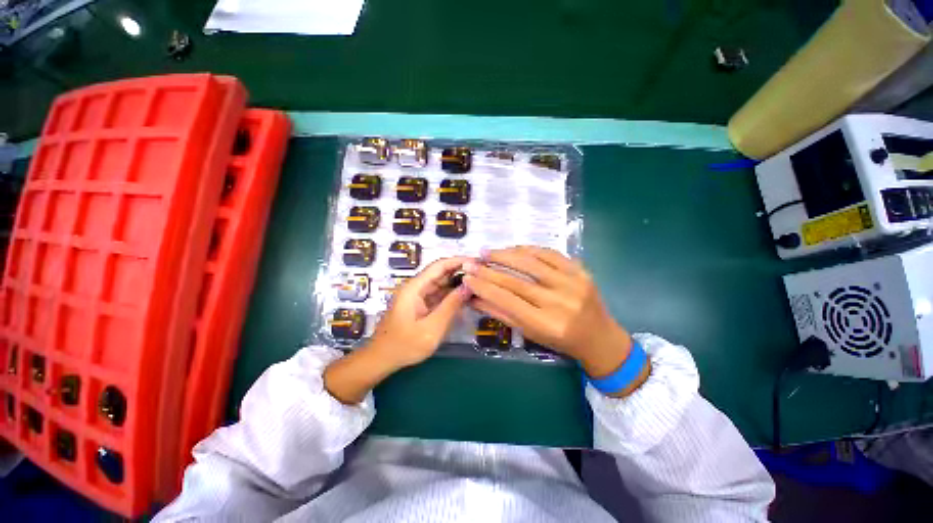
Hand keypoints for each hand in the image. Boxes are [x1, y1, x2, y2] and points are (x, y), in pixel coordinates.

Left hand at [325, 257, 471, 403]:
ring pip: (441, 284)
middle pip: (441, 273)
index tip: (477, 262)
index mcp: (414, 288)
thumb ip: (451, 305)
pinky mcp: (420, 305)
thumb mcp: (432, 328)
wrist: (382, 360)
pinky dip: (451, 295)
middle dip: (460, 271)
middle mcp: (416, 287)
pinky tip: (465, 297)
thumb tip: (469, 286)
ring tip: (478, 283)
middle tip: (482, 273)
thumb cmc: (404, 345)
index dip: (458, 261)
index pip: (439, 266)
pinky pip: (438, 295)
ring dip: (457, 283)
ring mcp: (418, 296)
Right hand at [462, 246, 640, 382]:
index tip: (466, 277)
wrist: (599, 337)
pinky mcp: (581, 271)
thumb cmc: (561, 341)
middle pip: (516, 281)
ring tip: (487, 251)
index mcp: (546, 324)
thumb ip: (501, 314)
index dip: (483, 287)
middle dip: (488, 270)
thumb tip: (474, 298)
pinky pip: (550, 254)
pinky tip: (513, 248)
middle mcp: (559, 302)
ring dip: (506, 255)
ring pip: (531, 263)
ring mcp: (572, 283)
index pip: (506, 300)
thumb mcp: (530, 333)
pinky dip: (529, 249)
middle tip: (471, 261)